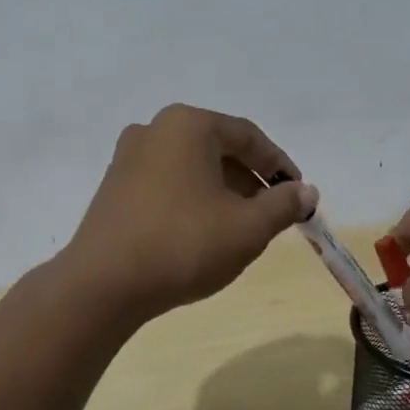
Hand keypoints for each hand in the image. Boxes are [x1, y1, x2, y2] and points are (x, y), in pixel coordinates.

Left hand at [62, 105, 318, 321]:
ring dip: (222, 192)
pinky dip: (191, 199)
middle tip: (272, 213)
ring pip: (190, 167)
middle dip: (249, 180)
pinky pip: (166, 183)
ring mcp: (127, 158)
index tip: (299, 194)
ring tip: (240, 227)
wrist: (103, 285)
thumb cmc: (183, 245)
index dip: (279, 165)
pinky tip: (201, 233)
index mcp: (187, 125)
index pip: (247, 137)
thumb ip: (283, 204)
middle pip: (217, 149)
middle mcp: (154, 130)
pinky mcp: (113, 187)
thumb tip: (306, 192)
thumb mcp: (247, 227)